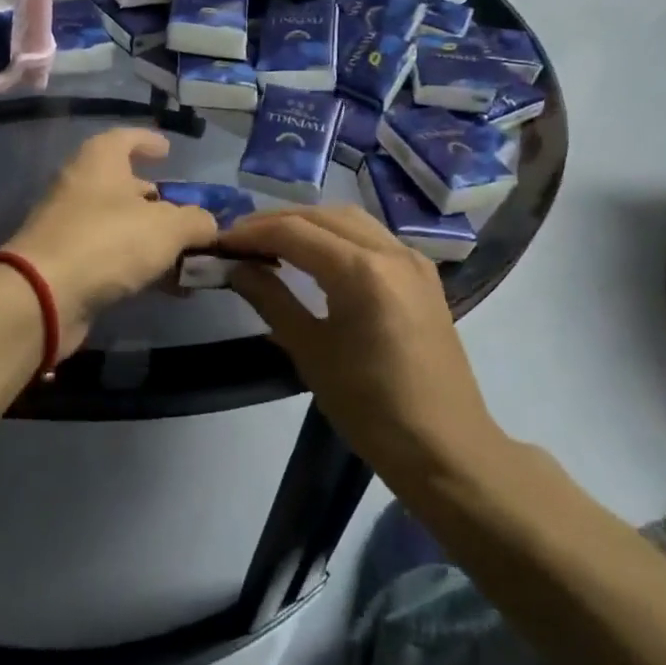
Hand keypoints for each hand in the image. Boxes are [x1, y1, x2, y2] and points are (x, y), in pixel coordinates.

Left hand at [4, 128, 217, 357]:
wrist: (43, 295)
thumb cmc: (108, 241)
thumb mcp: (168, 227)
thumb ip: (196, 221)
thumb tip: (209, 225)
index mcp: (100, 161)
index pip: (125, 138)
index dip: (148, 141)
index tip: (168, 151)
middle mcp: (80, 186)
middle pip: (122, 184)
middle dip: (153, 197)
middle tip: (182, 210)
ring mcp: (69, 226)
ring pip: (117, 224)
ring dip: (149, 237)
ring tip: (183, 254)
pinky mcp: (66, 264)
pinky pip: (110, 256)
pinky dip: (136, 266)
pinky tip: (164, 285)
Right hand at [221, 206, 491, 468]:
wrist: (445, 448)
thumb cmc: (371, 408)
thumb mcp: (311, 352)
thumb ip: (271, 299)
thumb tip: (236, 268)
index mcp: (362, 271)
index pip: (294, 232)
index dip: (252, 233)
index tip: (219, 242)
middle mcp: (391, 251)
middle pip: (321, 216)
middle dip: (276, 222)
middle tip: (239, 241)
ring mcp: (412, 259)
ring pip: (349, 220)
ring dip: (307, 224)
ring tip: (271, 243)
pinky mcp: (422, 274)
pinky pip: (371, 236)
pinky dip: (336, 235)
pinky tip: (315, 255)